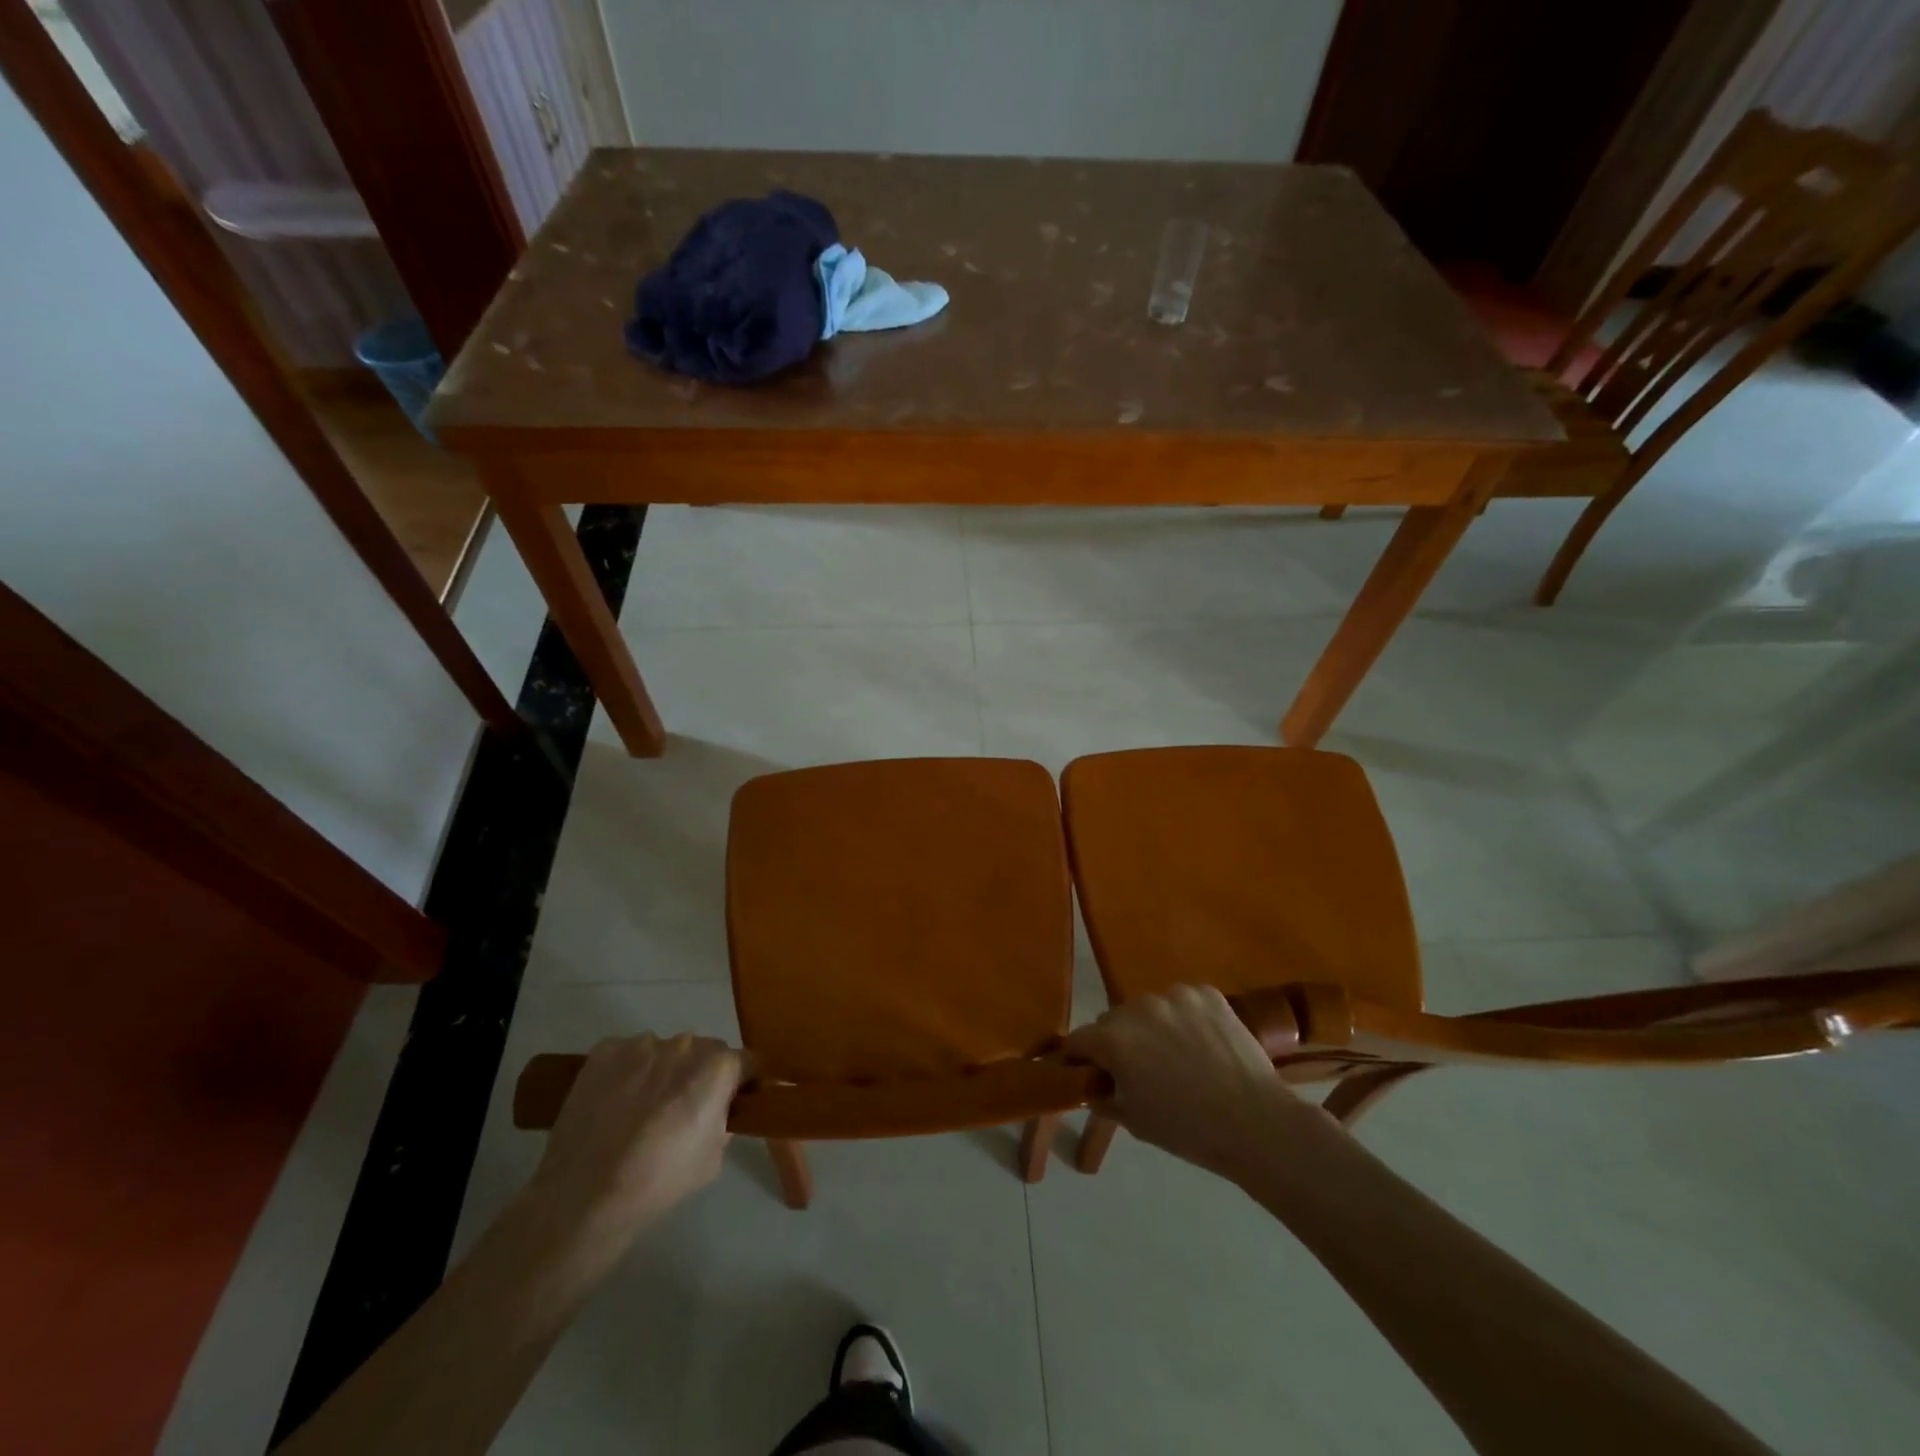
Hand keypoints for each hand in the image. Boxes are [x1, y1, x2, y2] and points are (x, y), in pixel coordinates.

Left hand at [530, 1033, 746, 1240]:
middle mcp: (685, 1044)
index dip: (743, 1082)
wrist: (583, 1196)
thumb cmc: (658, 1181)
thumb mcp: (714, 1158)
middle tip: (683, 1110)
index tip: (734, 1103)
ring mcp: (642, 1043)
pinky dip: (628, 1072)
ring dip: (663, 1071)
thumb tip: (719, 1109)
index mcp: (717, 1067)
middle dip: (701, 1074)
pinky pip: (628, 1054)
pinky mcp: (605, 1050)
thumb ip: (724, 1120)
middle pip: (705, 1051)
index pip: (746, 1062)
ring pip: (665, 1051)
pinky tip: (614, 1104)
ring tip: (640, 1110)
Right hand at [1064, 985, 1327, 1182]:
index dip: (1079, 1057)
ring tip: (1176, 1055)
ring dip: (1151, 1026)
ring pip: (1149, 1008)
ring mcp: (1175, 995)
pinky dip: (1184, 1018)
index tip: (1087, 1072)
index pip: (1078, 1039)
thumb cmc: (1189, 1130)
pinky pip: (1182, 1001)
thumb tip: (1094, 1086)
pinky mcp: (1206, 993)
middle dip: (1117, 1041)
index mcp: (1113, 1039)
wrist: (1256, 1122)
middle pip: (1113, 1020)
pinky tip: (1201, 1043)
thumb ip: (1105, 1096)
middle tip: (1138, 1069)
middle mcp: (1138, 1007)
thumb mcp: (1134, 1121)